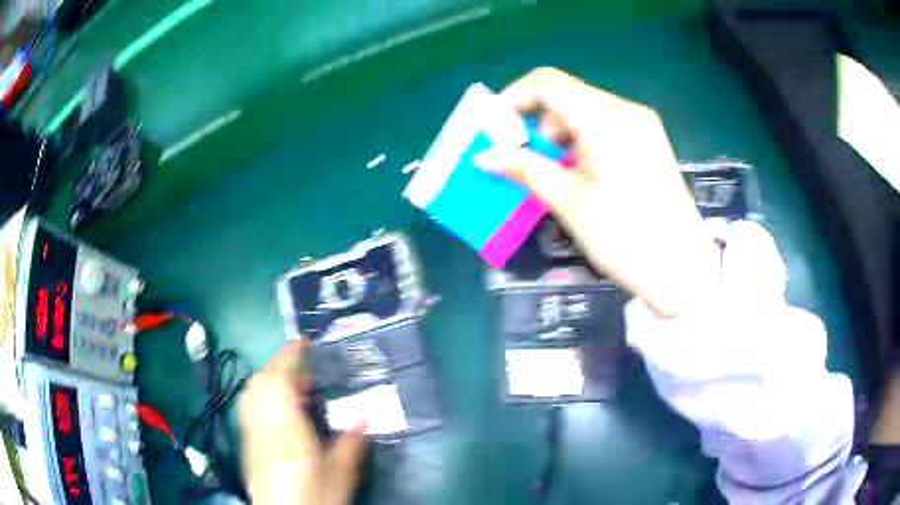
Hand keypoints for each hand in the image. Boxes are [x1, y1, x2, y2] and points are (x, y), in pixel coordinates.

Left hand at [239, 341, 366, 504]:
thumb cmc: (315, 499)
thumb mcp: (341, 476)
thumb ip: (351, 444)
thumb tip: (365, 415)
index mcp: (287, 432)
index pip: (280, 384)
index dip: (289, 358)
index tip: (303, 342)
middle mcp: (262, 427)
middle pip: (260, 384)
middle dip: (280, 367)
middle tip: (307, 373)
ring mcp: (251, 436)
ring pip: (251, 394)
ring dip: (270, 381)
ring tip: (295, 389)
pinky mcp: (247, 445)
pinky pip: (249, 408)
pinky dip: (263, 397)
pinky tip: (281, 412)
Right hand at [476, 68, 720, 316]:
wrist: (682, 268)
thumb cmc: (626, 237)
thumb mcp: (570, 203)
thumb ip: (525, 170)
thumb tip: (484, 156)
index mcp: (606, 119)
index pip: (548, 83)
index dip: (513, 98)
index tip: (494, 128)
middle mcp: (626, 111)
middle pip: (567, 97)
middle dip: (536, 124)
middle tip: (524, 162)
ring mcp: (642, 125)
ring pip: (585, 112)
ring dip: (559, 136)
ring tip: (557, 177)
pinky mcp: (649, 141)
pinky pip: (605, 127)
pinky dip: (582, 143)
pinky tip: (583, 176)